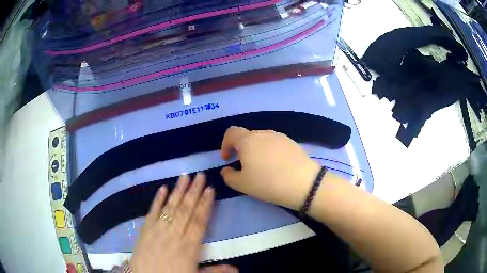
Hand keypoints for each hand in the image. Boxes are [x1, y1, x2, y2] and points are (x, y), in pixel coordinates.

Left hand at [129, 174, 236, 272]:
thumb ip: (215, 270)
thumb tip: (237, 268)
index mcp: (189, 246)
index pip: (199, 221)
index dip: (205, 205)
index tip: (210, 189)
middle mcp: (174, 234)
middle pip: (186, 210)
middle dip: (194, 191)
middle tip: (200, 175)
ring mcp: (158, 230)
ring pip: (171, 207)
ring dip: (178, 191)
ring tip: (185, 176)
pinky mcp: (145, 229)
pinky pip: (152, 211)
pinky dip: (157, 199)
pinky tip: (162, 188)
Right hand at [220, 126, 320, 210]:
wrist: (303, 183)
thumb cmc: (268, 183)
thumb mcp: (242, 184)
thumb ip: (228, 176)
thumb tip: (226, 169)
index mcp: (248, 141)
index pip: (231, 132)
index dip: (225, 144)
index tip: (227, 158)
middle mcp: (263, 133)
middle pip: (247, 136)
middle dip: (241, 149)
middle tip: (245, 166)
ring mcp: (279, 136)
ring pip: (262, 140)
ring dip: (256, 150)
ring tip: (262, 167)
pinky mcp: (292, 142)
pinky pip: (275, 143)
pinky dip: (270, 151)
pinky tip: (277, 166)